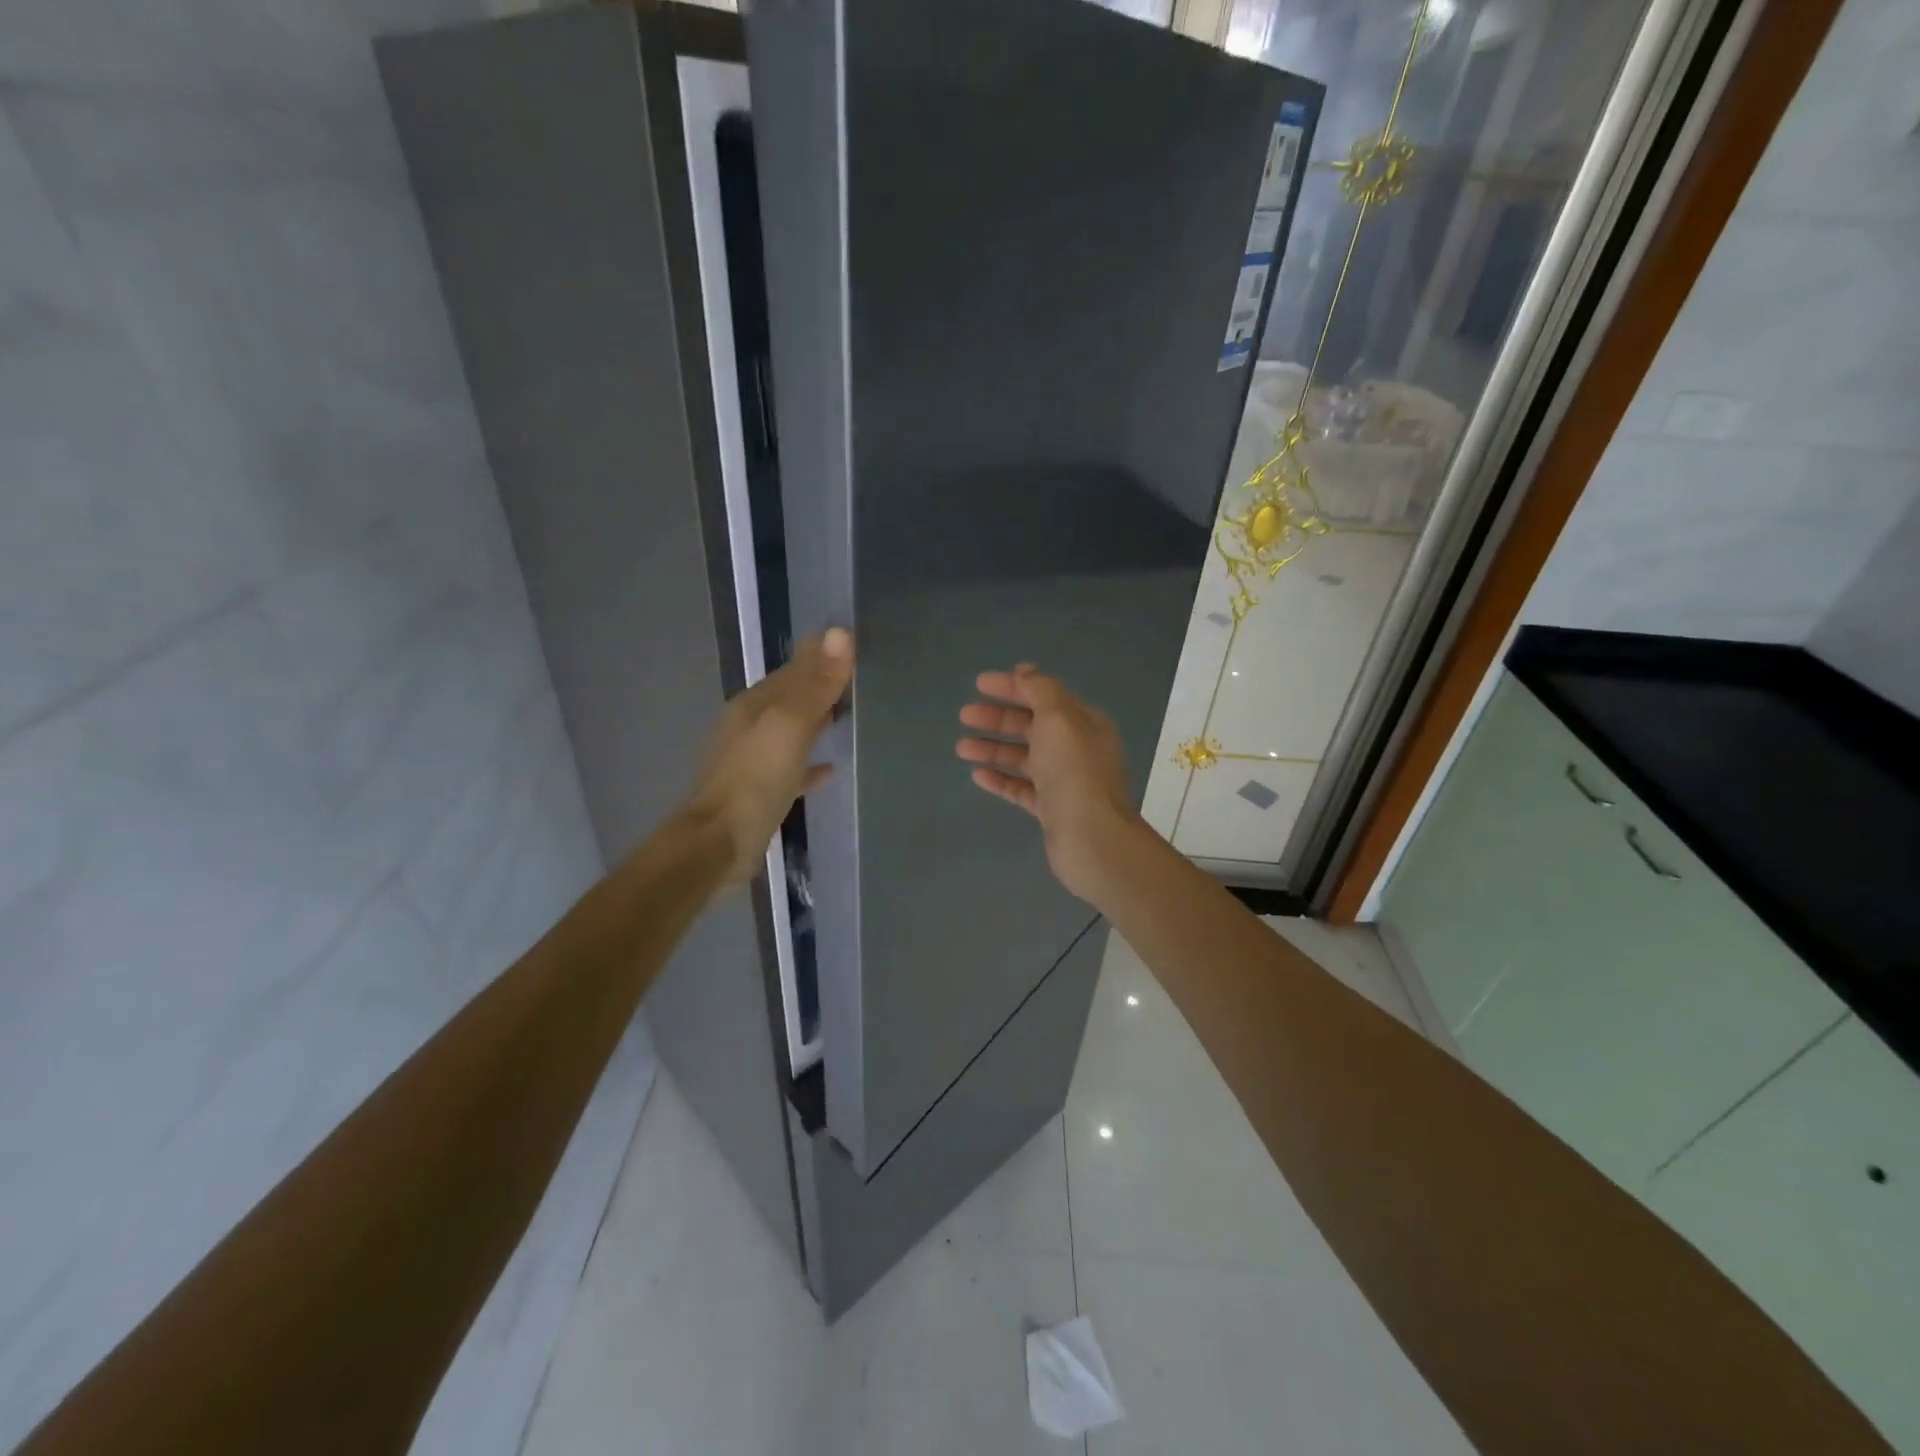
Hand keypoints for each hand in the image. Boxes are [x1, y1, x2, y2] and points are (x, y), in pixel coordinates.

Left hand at [688, 628, 852, 885]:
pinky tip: (829, 771)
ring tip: (845, 716)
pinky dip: (808, 765)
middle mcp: (749, 728)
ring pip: (789, 732)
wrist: (718, 844)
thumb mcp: (789, 727)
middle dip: (817, 687)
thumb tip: (840, 634)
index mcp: (753, 707)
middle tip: (854, 678)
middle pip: (789, 699)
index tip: (850, 645)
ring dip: (814, 722)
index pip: (792, 670)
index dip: (819, 656)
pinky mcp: (758, 794)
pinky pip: (790, 770)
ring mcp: (751, 762)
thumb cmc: (755, 781)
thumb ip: (815, 685)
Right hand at [956, 664, 1143, 903]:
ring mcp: (1064, 781)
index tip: (979, 684)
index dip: (1013, 686)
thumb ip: (1041, 691)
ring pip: (1024, 757)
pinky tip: (978, 774)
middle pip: (1032, 725)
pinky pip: (1022, 788)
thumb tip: (1026, 671)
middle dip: (998, 718)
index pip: (1045, 695)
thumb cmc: (1074, 772)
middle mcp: (1076, 748)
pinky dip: (1001, 778)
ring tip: (961, 747)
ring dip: (993, 748)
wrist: (1092, 838)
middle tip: (965, 715)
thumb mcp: (1059, 719)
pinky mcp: (1051, 809)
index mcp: (1083, 723)